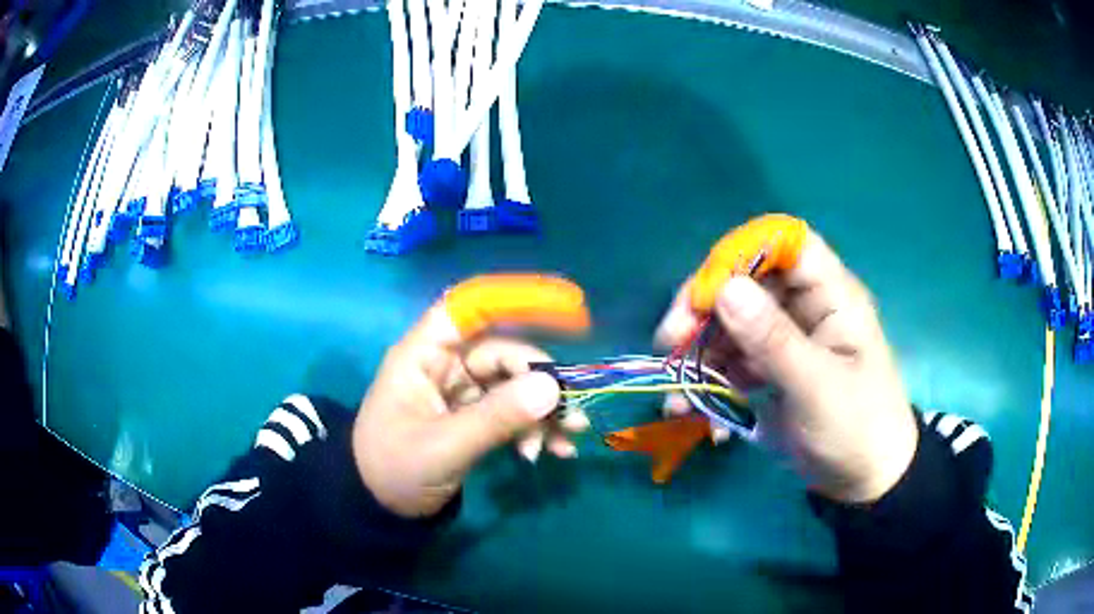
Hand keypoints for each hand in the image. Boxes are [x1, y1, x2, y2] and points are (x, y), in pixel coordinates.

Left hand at [352, 280, 590, 517]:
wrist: (380, 509)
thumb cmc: (395, 470)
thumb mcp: (444, 447)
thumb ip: (496, 418)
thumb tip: (552, 387)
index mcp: (424, 356)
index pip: (468, 309)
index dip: (514, 300)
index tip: (565, 311)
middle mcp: (444, 366)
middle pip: (502, 354)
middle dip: (540, 381)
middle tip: (570, 412)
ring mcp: (460, 393)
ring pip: (513, 385)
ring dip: (543, 409)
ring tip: (569, 436)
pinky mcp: (472, 418)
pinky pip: (510, 413)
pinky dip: (533, 428)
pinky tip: (554, 450)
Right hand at [657, 232, 917, 502]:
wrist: (863, 480)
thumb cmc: (857, 428)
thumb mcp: (818, 387)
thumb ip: (774, 340)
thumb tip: (725, 288)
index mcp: (830, 296)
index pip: (784, 244)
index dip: (742, 254)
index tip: (706, 292)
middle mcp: (803, 307)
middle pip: (745, 281)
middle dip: (705, 308)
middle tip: (670, 342)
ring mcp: (783, 339)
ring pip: (729, 323)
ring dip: (697, 352)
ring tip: (676, 391)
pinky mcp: (767, 369)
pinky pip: (728, 361)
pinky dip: (705, 381)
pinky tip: (689, 408)